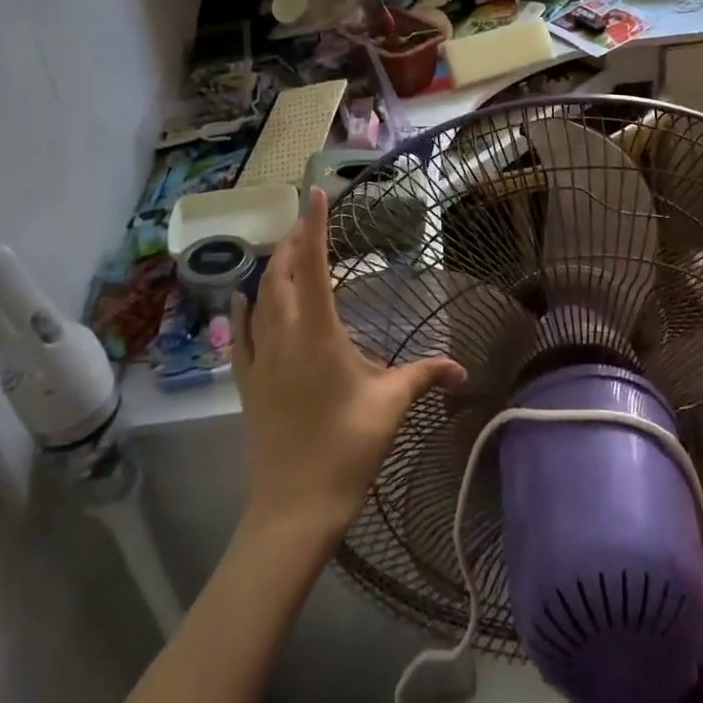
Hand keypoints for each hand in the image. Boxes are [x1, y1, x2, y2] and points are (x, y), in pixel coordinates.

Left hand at [233, 188, 465, 547]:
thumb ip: (425, 376)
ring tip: (285, 249)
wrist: (293, 508)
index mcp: (318, 333)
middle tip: (306, 218)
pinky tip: (242, 297)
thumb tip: (463, 369)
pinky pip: (239, 332)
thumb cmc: (346, 449)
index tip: (314, 194)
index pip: (313, 265)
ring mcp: (259, 358)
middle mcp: (283, 335)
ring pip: (259, 298)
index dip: (314, 226)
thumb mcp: (391, 406)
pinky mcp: (246, 382)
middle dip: (292, 240)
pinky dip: (243, 308)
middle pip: (280, 273)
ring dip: (271, 268)